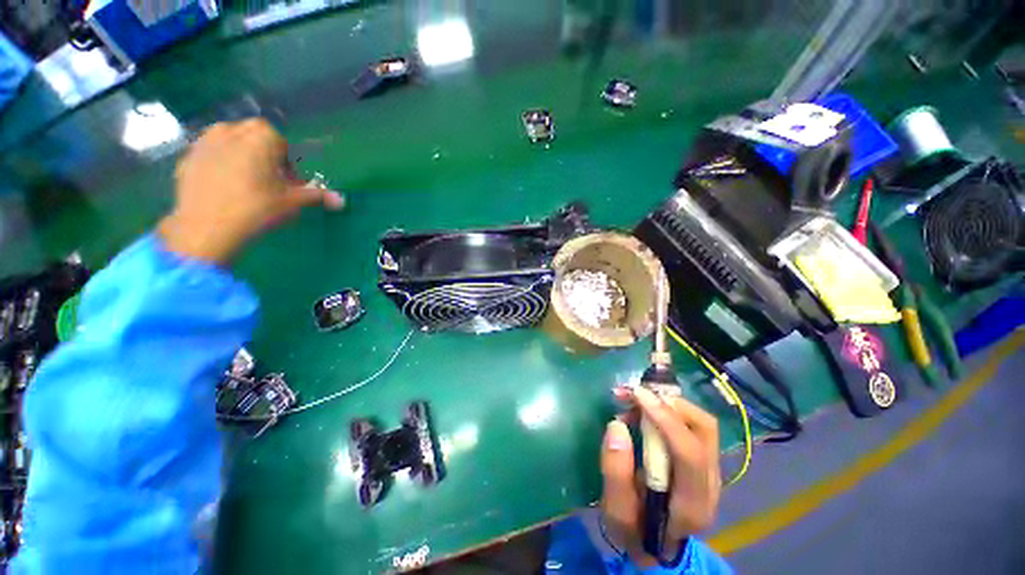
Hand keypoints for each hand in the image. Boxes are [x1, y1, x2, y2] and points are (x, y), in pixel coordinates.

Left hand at [158, 119, 344, 263]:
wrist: (206, 228)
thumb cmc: (256, 209)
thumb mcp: (292, 202)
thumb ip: (317, 196)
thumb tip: (341, 200)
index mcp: (260, 137)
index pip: (280, 142)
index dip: (287, 162)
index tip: (287, 182)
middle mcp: (230, 131)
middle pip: (253, 134)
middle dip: (264, 151)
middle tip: (268, 179)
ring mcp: (204, 142)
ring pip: (228, 138)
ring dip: (240, 152)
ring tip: (245, 179)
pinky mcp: (187, 158)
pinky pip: (209, 153)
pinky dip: (218, 162)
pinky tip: (222, 186)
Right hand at [601, 386, 721, 565]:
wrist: (656, 544)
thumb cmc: (634, 531)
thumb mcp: (615, 513)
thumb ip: (615, 473)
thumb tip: (617, 426)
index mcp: (692, 505)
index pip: (690, 453)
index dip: (665, 419)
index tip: (636, 395)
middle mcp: (711, 485)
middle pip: (704, 429)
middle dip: (668, 403)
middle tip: (633, 394)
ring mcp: (711, 471)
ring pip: (700, 422)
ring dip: (667, 403)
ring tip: (634, 400)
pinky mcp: (703, 461)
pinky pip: (691, 424)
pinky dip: (668, 409)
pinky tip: (644, 411)